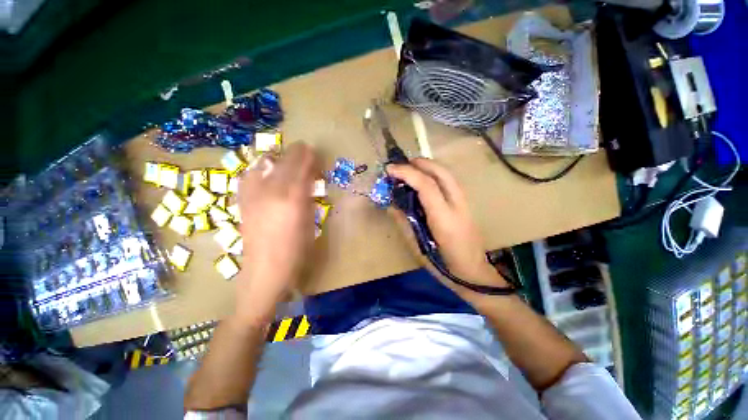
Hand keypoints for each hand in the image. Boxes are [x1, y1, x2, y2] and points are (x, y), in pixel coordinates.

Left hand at [235, 143, 316, 325]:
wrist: (265, 270)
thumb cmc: (296, 249)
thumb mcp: (309, 221)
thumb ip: (309, 196)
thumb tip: (309, 179)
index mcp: (292, 198)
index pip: (301, 166)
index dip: (308, 156)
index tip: (314, 151)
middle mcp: (270, 191)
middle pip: (284, 162)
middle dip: (296, 153)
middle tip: (305, 151)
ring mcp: (252, 195)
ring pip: (265, 164)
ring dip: (278, 159)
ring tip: (286, 162)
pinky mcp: (243, 201)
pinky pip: (251, 175)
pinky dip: (261, 169)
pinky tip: (267, 174)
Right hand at [387, 158, 508, 295]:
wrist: (474, 274)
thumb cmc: (444, 267)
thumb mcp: (418, 249)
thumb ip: (404, 224)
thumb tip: (391, 205)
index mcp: (444, 220)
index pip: (427, 186)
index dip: (407, 173)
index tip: (390, 169)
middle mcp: (458, 206)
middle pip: (442, 173)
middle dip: (420, 163)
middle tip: (401, 165)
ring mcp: (465, 204)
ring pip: (448, 174)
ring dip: (429, 166)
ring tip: (411, 168)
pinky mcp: (466, 205)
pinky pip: (450, 181)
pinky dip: (435, 174)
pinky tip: (425, 179)